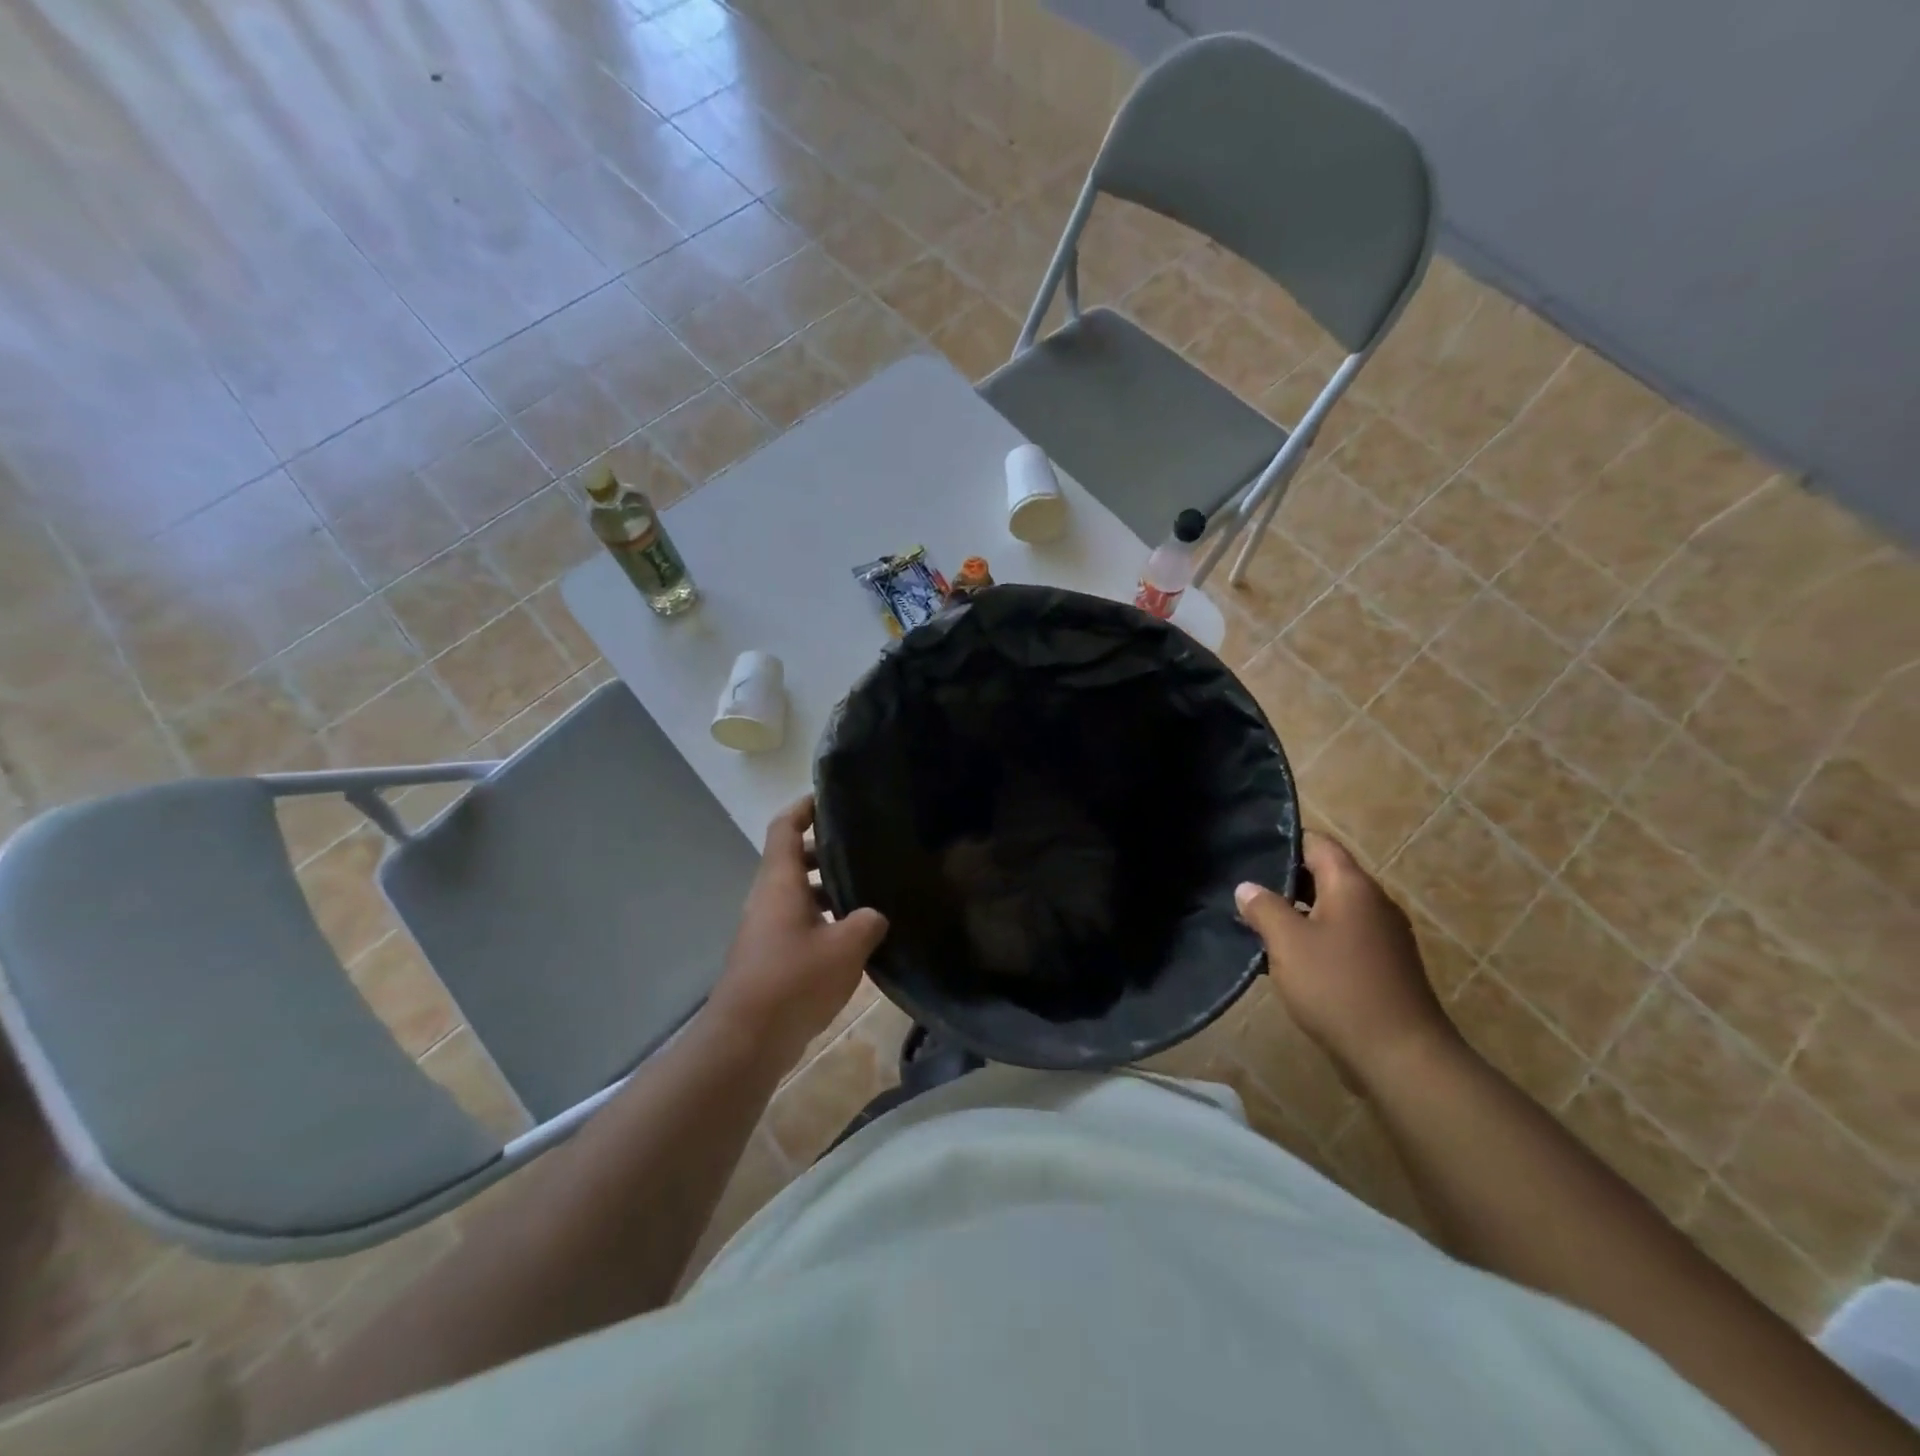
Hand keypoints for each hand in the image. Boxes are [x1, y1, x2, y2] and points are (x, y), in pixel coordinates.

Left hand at [705, 796, 888, 1067]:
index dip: (805, 807)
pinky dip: (825, 919)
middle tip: (867, 849)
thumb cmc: (794, 980)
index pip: (785, 827)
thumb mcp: (845, 947)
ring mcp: (766, 929)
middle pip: (796, 860)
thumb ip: (867, 922)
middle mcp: (769, 898)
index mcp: (780, 882)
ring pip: (799, 894)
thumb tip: (874, 916)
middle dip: (828, 851)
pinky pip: (800, 923)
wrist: (746, 1040)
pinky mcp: (770, 956)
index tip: (831, 798)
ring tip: (870, 893)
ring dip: (830, 890)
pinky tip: (855, 937)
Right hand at [1234, 833, 1462, 1089]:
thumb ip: (1263, 908)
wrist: (1401, 1055)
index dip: (1284, 841)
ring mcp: (1383, 935)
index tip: (1249, 850)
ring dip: (1298, 912)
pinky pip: (1343, 936)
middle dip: (1284, 880)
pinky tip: (1288, 957)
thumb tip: (1247, 887)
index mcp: (1352, 886)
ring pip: (1332, 908)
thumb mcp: (1287, 942)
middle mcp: (1373, 902)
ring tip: (1258, 923)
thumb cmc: (1338, 987)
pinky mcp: (1384, 965)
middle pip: (1325, 874)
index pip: (1318, 843)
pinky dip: (1315, 937)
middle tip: (1244, 889)